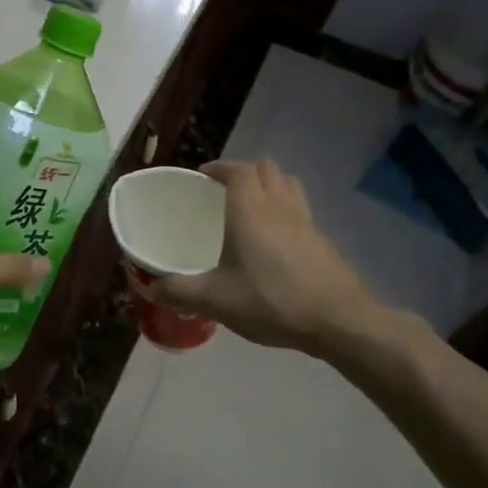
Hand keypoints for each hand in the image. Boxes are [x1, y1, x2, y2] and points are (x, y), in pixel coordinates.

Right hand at [134, 159, 375, 354]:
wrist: (337, 319)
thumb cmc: (271, 300)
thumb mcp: (215, 300)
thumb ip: (179, 291)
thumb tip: (150, 288)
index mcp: (250, 210)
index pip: (238, 170)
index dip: (220, 167)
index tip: (204, 176)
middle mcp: (279, 205)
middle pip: (265, 168)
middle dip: (244, 171)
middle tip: (224, 190)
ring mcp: (306, 221)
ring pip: (288, 184)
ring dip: (269, 185)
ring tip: (252, 206)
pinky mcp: (322, 240)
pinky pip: (301, 209)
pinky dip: (285, 210)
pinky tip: (276, 240)